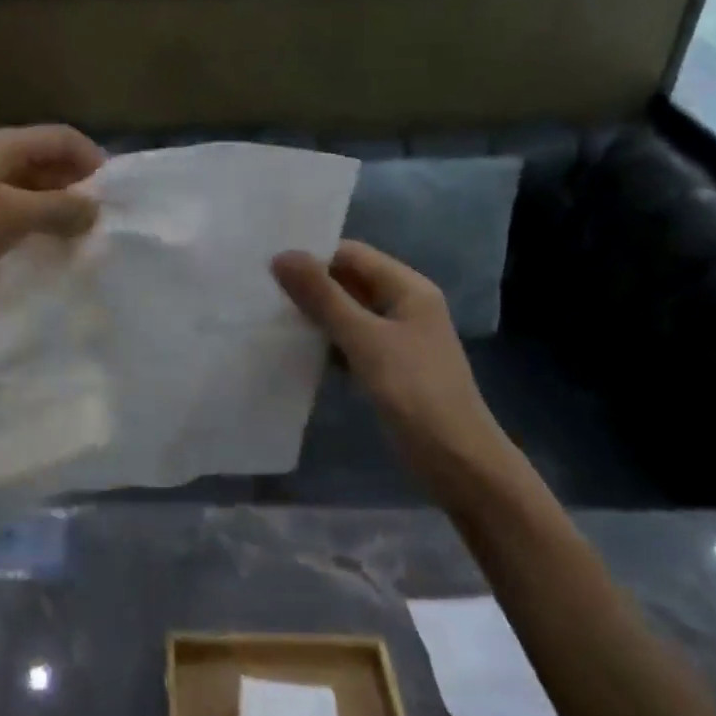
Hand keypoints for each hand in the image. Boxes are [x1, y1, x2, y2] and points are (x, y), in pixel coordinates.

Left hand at [0, 125, 104, 333]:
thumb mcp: (11, 215)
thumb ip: (58, 208)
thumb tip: (96, 208)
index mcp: (0, 145)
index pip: (61, 137)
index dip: (94, 159)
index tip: (119, 195)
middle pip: (46, 162)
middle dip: (78, 186)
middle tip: (106, 222)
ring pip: (29, 192)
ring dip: (56, 210)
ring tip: (85, 239)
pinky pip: (10, 217)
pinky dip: (33, 229)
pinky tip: (47, 251)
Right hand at [273, 241, 516, 493]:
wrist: (456, 460)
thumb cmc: (415, 392)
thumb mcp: (364, 339)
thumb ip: (322, 297)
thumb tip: (281, 256)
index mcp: (408, 288)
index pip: (352, 254)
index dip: (312, 255)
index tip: (267, 264)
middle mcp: (404, 305)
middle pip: (349, 281)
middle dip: (309, 284)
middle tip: (259, 289)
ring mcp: (396, 338)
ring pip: (346, 313)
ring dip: (313, 313)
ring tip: (266, 314)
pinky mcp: (386, 367)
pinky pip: (349, 341)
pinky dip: (324, 341)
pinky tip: (293, 348)